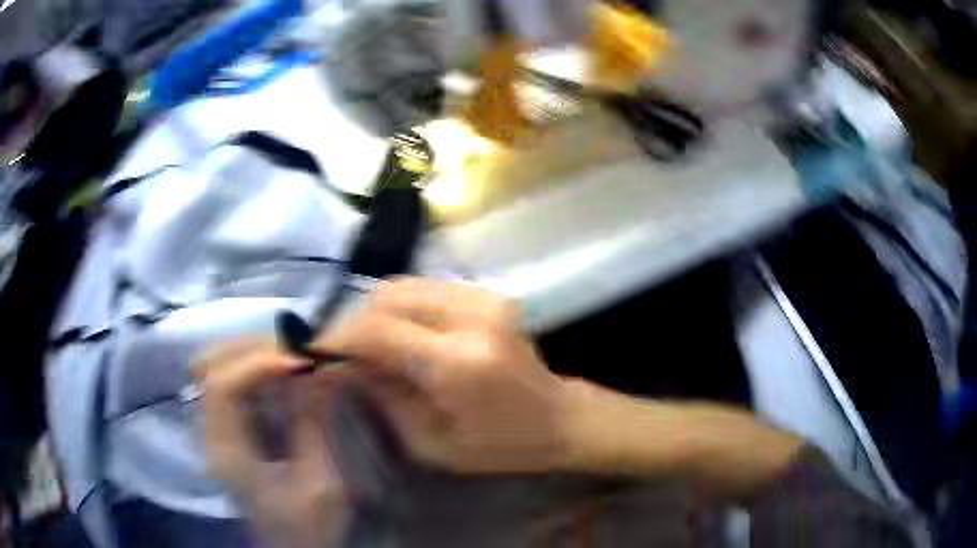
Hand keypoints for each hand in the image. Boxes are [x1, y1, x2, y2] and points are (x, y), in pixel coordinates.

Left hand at [194, 343, 351, 547]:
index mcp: (227, 452)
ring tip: (294, 359)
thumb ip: (314, 425)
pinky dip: (259, 368)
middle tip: (297, 352)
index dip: (257, 364)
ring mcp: (220, 427)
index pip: (221, 386)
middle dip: (252, 349)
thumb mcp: (322, 483)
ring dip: (254, 354)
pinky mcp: (234, 428)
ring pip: (218, 367)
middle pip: (209, 366)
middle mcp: (213, 432)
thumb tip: (319, 369)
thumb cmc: (310, 527)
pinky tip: (288, 376)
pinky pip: (236, 380)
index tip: (301, 362)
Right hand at [312, 278, 570, 473]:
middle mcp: (471, 317)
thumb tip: (344, 366)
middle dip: (354, 321)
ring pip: (403, 286)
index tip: (317, 351)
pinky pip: (425, 288)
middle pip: (387, 297)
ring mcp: (483, 298)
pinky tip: (401, 333)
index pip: (377, 330)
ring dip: (376, 311)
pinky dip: (402, 306)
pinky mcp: (488, 293)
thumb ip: (383, 397)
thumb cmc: (499, 446)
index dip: (339, 337)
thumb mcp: (432, 442)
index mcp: (458, 363)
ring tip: (369, 344)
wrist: (559, 418)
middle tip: (344, 351)